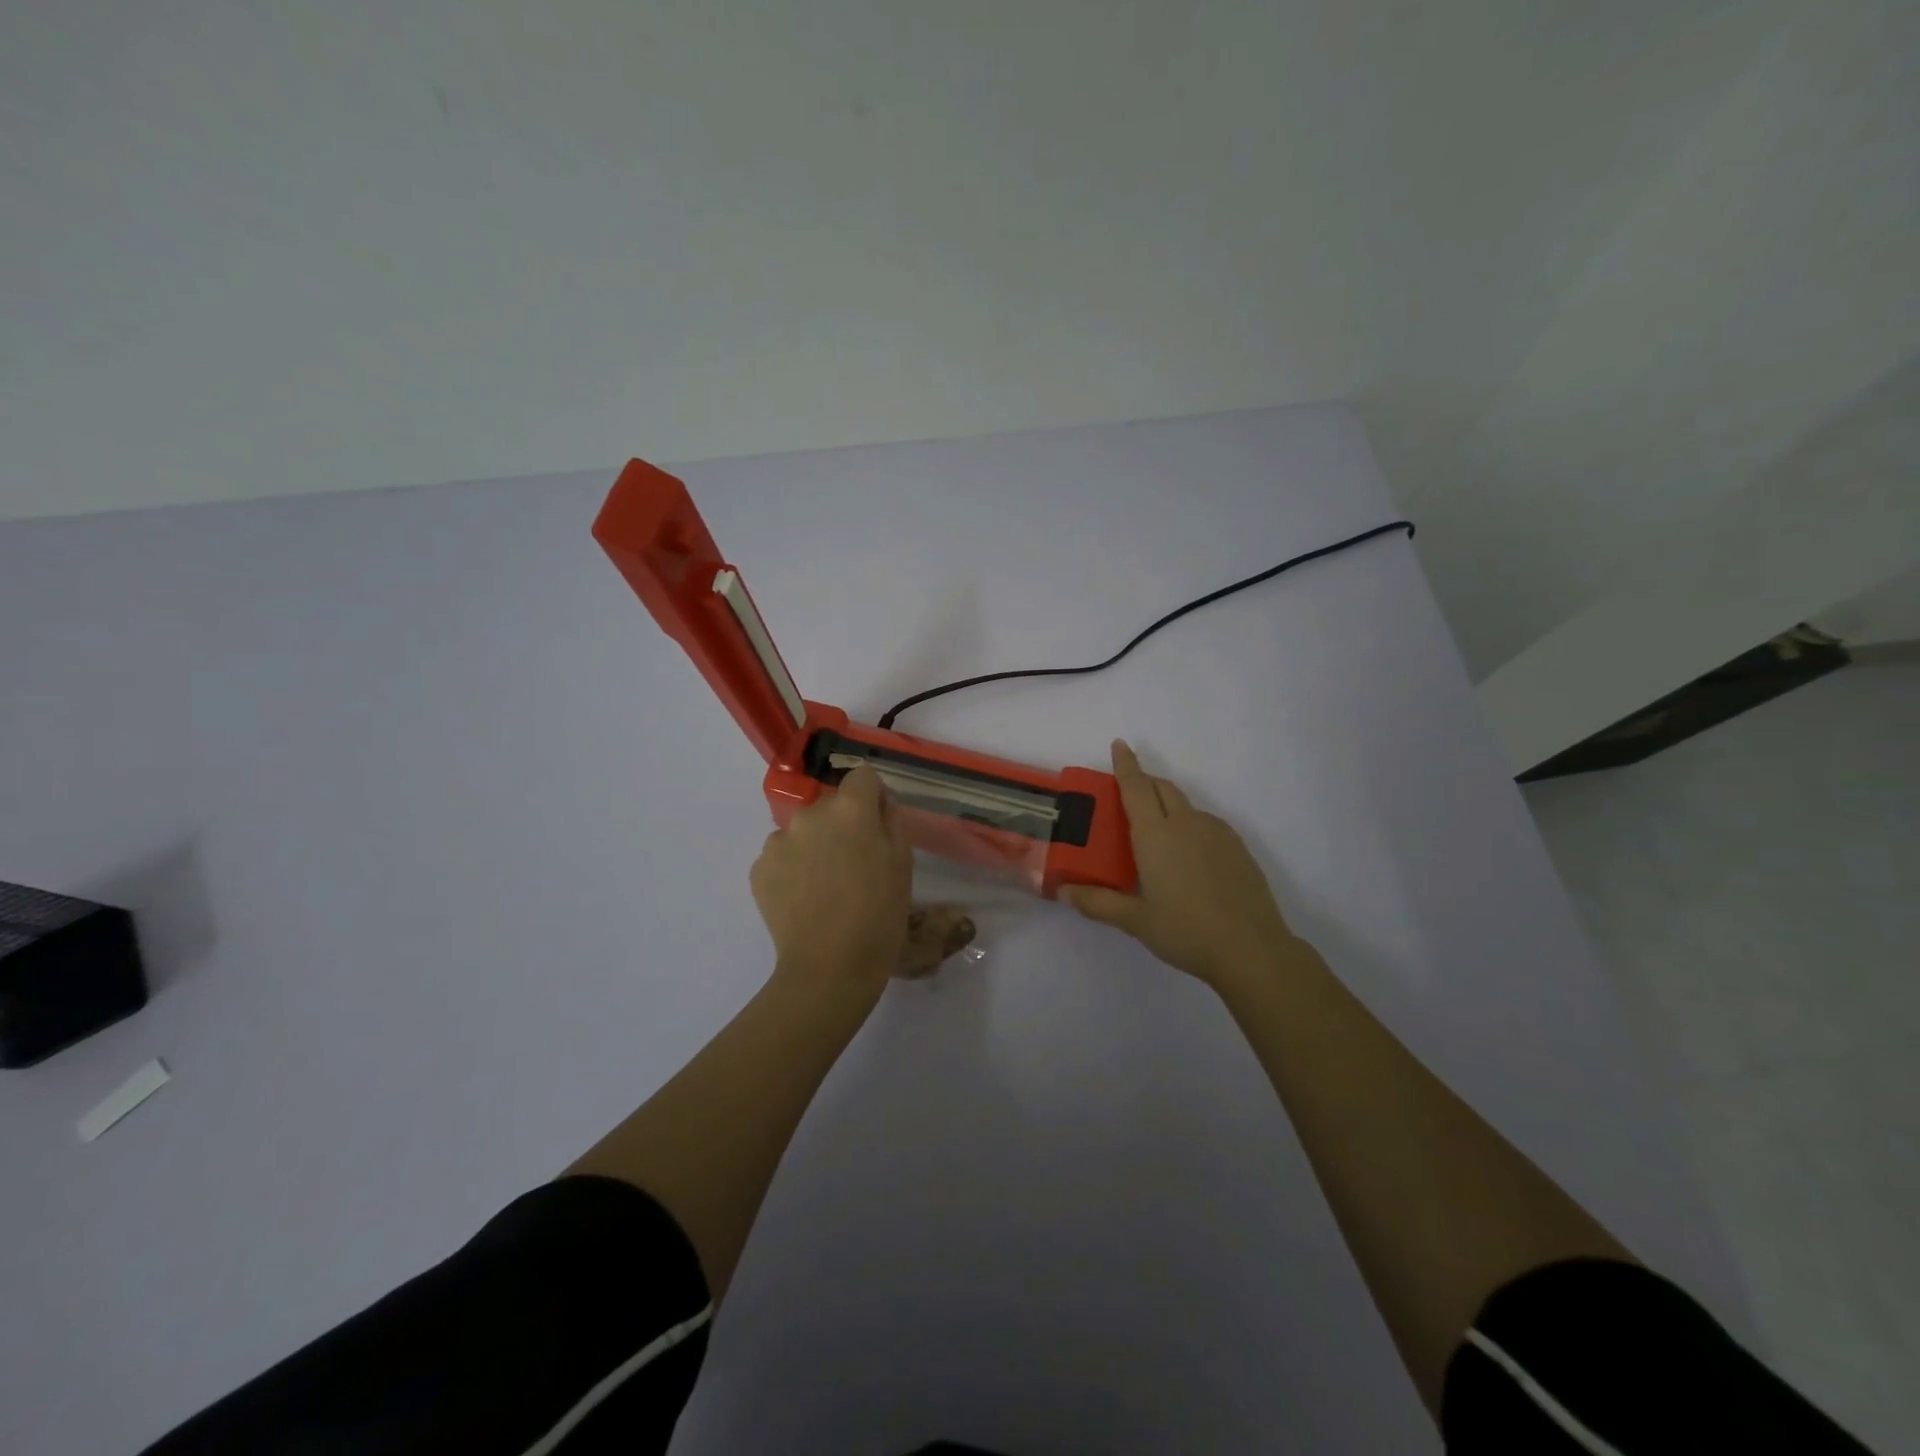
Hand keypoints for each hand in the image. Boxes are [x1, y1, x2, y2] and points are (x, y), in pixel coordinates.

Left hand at [751, 766, 913, 995]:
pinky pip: (782, 856)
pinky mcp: (759, 868)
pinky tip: (804, 900)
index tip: (877, 825)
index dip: (872, 797)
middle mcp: (810, 815)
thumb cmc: (879, 916)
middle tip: (854, 866)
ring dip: (815, 846)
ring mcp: (779, 841)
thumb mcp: (903, 864)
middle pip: (830, 806)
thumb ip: (891, 820)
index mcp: (850, 810)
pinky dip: (793, 869)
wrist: (829, 968)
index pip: (862, 777)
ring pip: (804, 831)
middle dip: (842, 826)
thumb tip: (879, 802)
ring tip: (825, 887)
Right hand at [1063, 740, 1300, 988]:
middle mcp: (1186, 824)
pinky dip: (1190, 823)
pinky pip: (1206, 822)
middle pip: (1162, 788)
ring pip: (1186, 805)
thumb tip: (1063, 892)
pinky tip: (1188, 853)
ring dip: (1167, 802)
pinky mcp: (1238, 848)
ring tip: (1157, 828)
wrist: (1251, 949)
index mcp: (1155, 834)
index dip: (1126, 764)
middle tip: (1128, 788)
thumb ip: (1098, 903)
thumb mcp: (1135, 921)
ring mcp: (1216, 833)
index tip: (1120, 744)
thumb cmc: (1185, 931)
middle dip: (1144, 780)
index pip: (1136, 787)